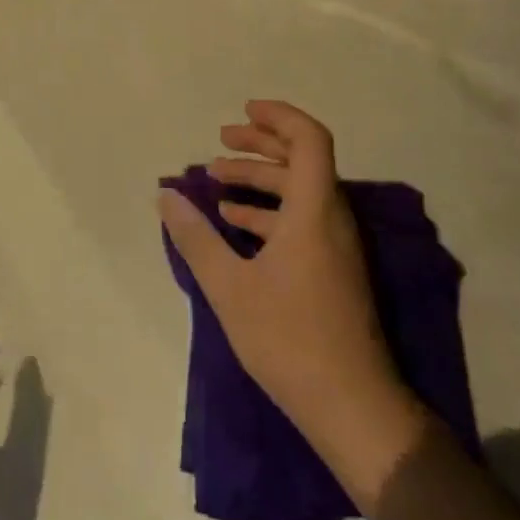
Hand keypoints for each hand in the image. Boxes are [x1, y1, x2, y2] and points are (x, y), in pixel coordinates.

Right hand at [159, 101, 429, 497]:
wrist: (353, 408)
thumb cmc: (290, 339)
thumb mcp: (230, 287)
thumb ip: (196, 238)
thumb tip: (166, 197)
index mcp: (314, 210)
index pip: (309, 140)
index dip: (278, 117)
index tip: (243, 110)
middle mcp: (331, 218)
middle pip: (302, 161)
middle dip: (260, 145)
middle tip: (221, 142)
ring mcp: (335, 247)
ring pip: (299, 193)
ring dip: (259, 180)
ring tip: (216, 182)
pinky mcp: (332, 271)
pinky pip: (300, 220)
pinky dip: (268, 212)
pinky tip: (235, 224)